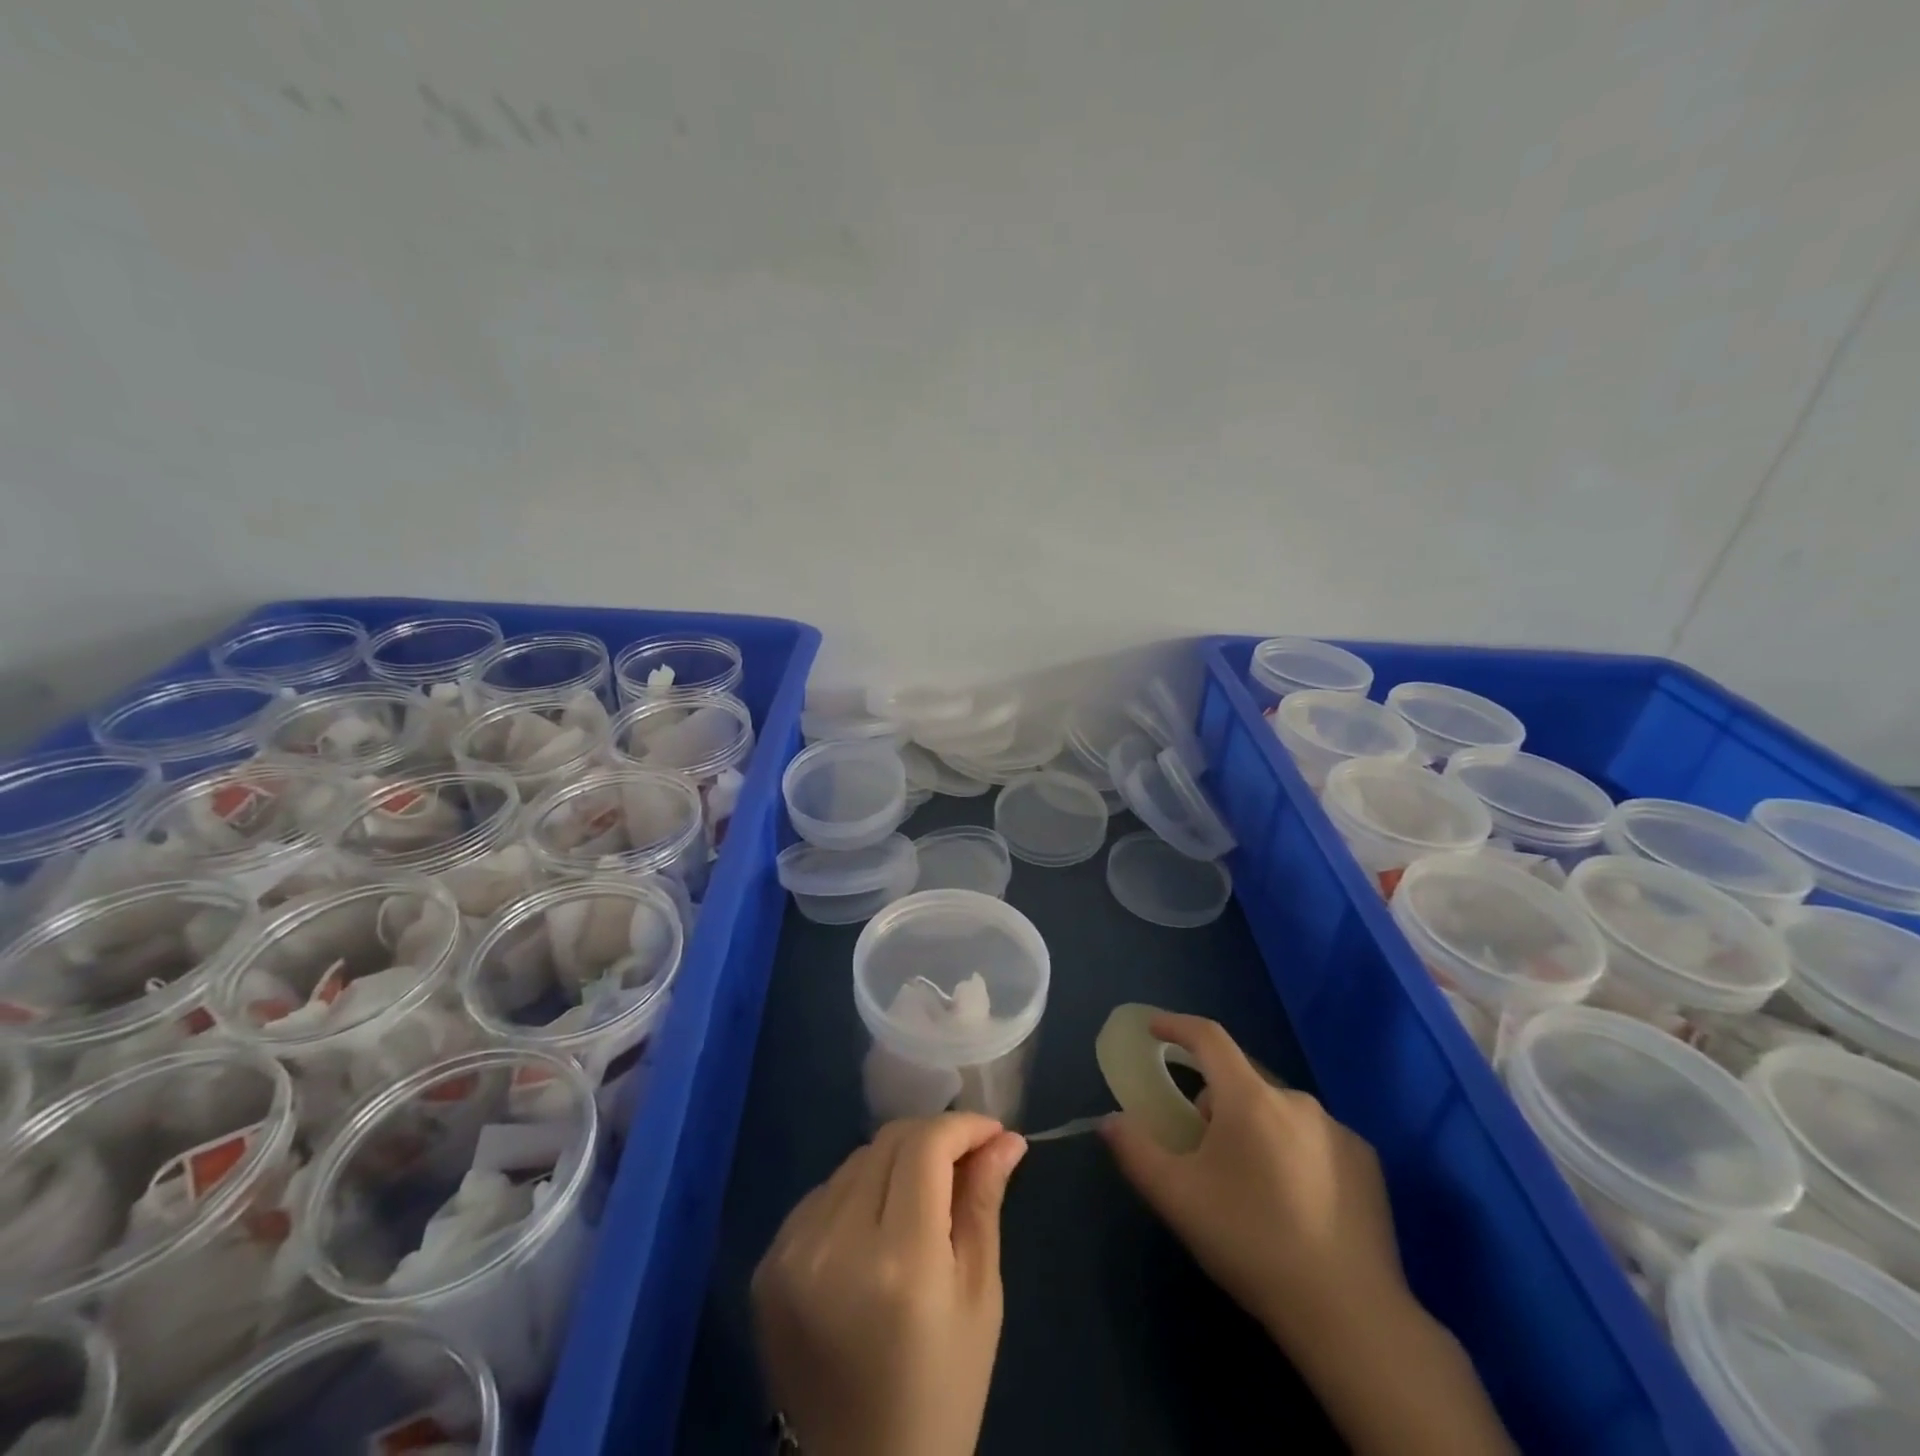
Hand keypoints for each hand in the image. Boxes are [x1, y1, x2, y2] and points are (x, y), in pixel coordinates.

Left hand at [752, 1113, 1027, 1455]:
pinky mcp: (767, 1264)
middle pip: (887, 1143)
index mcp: (899, 1261)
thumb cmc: (942, 1392)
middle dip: (932, 1138)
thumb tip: (1007, 1138)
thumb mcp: (979, 1298)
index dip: (962, 1126)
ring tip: (922, 1196)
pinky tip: (875, 1225)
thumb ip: (984, 1204)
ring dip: (894, 1163)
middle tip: (964, 1159)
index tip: (992, 1132)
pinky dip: (856, 1192)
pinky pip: (823, 1194)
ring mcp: (791, 1253)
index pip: (925, 1147)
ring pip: (854, 1162)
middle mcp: (836, 1244)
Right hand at [1099, 1013, 1404, 1350]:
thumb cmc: (1252, 1243)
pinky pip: (1315, 1138)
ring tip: (1250, 1184)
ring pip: (1278, 1111)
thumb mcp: (1177, 1198)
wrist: (1349, 1316)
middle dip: (1215, 1099)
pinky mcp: (1368, 1162)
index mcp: (1249, 1098)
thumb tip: (1110, 1121)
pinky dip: (1295, 1151)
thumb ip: (1135, 1151)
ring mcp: (1338, 1129)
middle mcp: (1296, 1100)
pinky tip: (1297, 1202)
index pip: (1208, 1038)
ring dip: (1256, 1127)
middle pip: (1241, 1079)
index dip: (1177, 1026)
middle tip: (1201, 1146)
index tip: (1154, 1029)